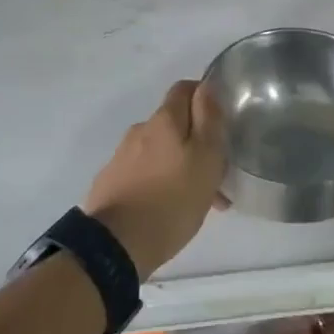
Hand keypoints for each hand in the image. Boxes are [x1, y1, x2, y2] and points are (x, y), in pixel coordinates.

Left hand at [83, 80, 226, 278]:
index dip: (205, 97)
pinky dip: (161, 183)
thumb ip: (209, 119)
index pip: (185, 88)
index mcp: (164, 120)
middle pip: (174, 124)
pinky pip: (144, 174)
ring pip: (161, 152)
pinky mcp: (111, 183)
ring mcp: (122, 157)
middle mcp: (140, 131)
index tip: (222, 121)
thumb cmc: (171, 200)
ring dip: (180, 166)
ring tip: (198, 201)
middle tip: (217, 172)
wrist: (114, 247)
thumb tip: (206, 86)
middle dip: (196, 141)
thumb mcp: (206, 158)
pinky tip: (169, 211)